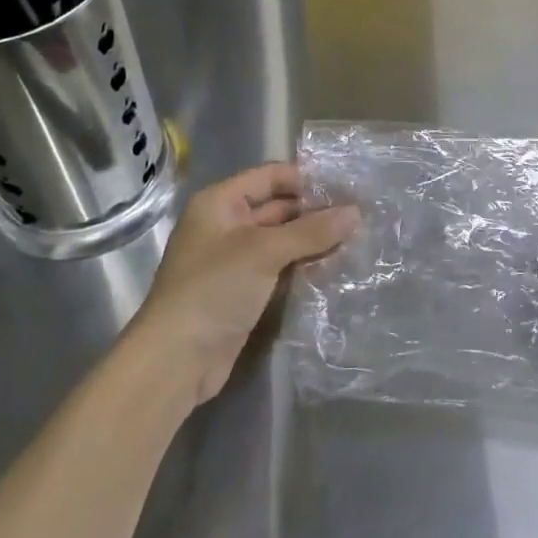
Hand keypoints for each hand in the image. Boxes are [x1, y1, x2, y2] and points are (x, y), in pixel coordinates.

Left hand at [130, 162, 358, 408]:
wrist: (176, 361)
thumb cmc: (214, 290)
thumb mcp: (264, 252)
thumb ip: (311, 231)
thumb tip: (356, 212)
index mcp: (220, 203)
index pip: (270, 176)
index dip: (306, 178)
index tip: (347, 186)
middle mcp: (227, 225)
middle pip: (278, 208)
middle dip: (316, 212)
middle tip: (360, 215)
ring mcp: (236, 260)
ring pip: (282, 240)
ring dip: (314, 241)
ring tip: (357, 238)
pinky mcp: (245, 291)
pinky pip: (280, 268)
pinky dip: (304, 266)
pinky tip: (337, 267)